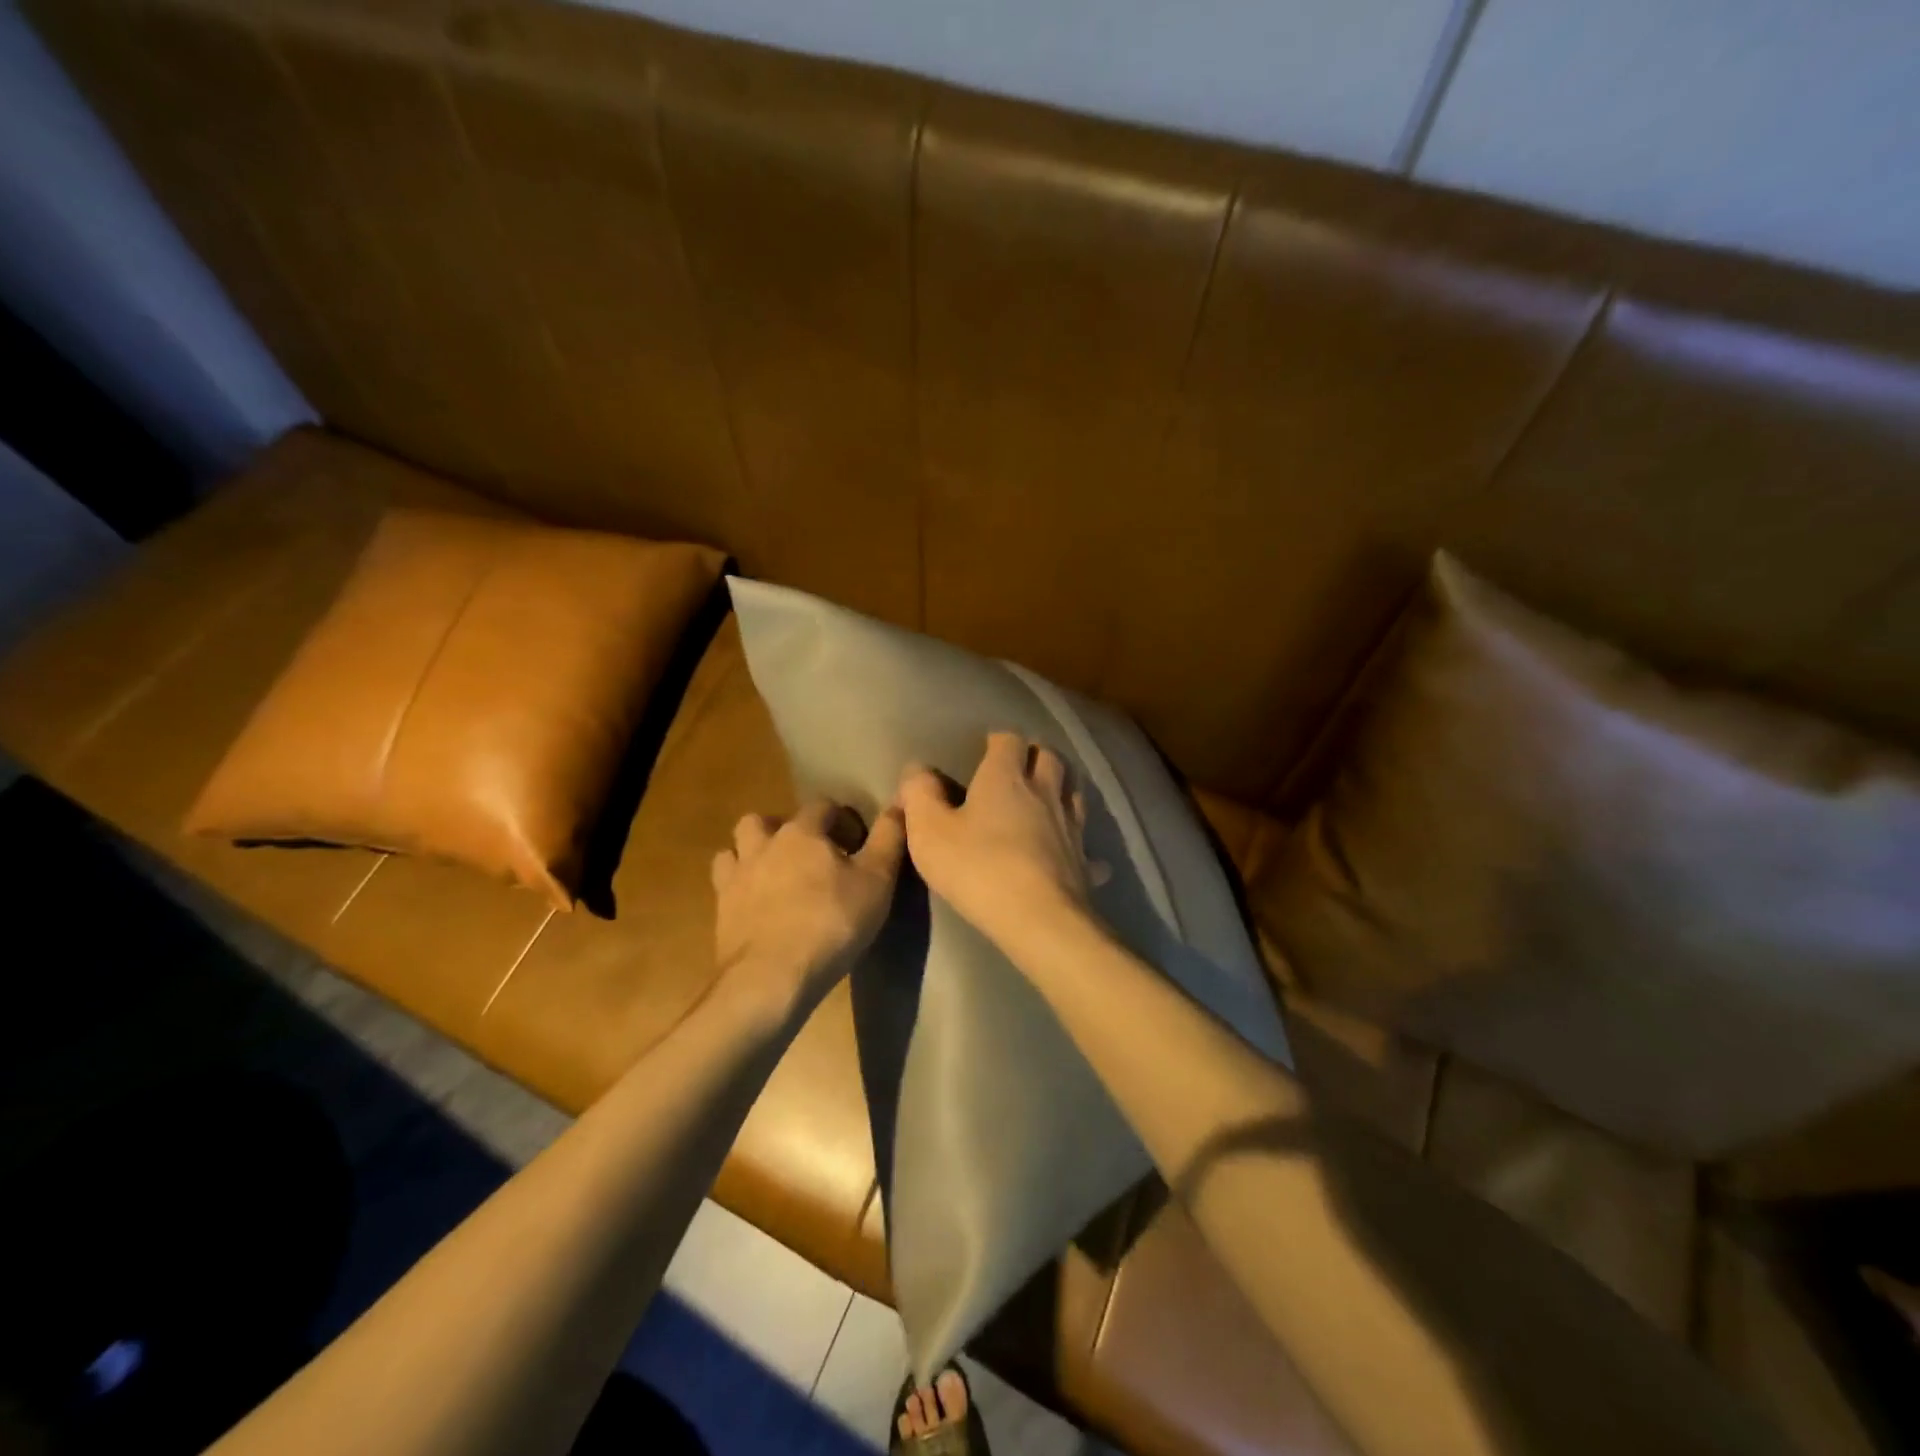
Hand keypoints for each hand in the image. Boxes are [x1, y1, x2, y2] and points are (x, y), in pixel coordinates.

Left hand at [711, 799, 905, 1010]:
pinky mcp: (720, 910)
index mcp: (801, 833)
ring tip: (774, 875)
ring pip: (735, 848)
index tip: (855, 845)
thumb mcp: (876, 881)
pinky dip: (738, 887)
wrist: (771, 978)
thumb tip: (900, 802)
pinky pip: (724, 885)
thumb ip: (889, 839)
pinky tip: (755, 905)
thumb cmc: (831, 924)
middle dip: (784, 830)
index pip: (821, 806)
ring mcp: (735, 878)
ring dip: (752, 853)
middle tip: (807, 856)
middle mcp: (763, 845)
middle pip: (764, 820)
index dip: (840, 820)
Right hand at [898, 732, 1092, 951]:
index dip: (999, 740)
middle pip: (1050, 759)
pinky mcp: (1085, 863)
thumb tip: (917, 770)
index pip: (1009, 741)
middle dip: (1037, 755)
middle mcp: (1045, 793)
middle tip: (1022, 764)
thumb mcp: (929, 831)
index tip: (988, 746)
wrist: (1037, 918)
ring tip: (1050, 797)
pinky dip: (1082, 847)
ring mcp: (1071, 828)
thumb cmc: (978, 868)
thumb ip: (920, 795)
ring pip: (1074, 795)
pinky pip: (1088, 849)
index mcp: (1006, 778)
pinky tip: (1076, 856)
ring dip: (1063, 789)